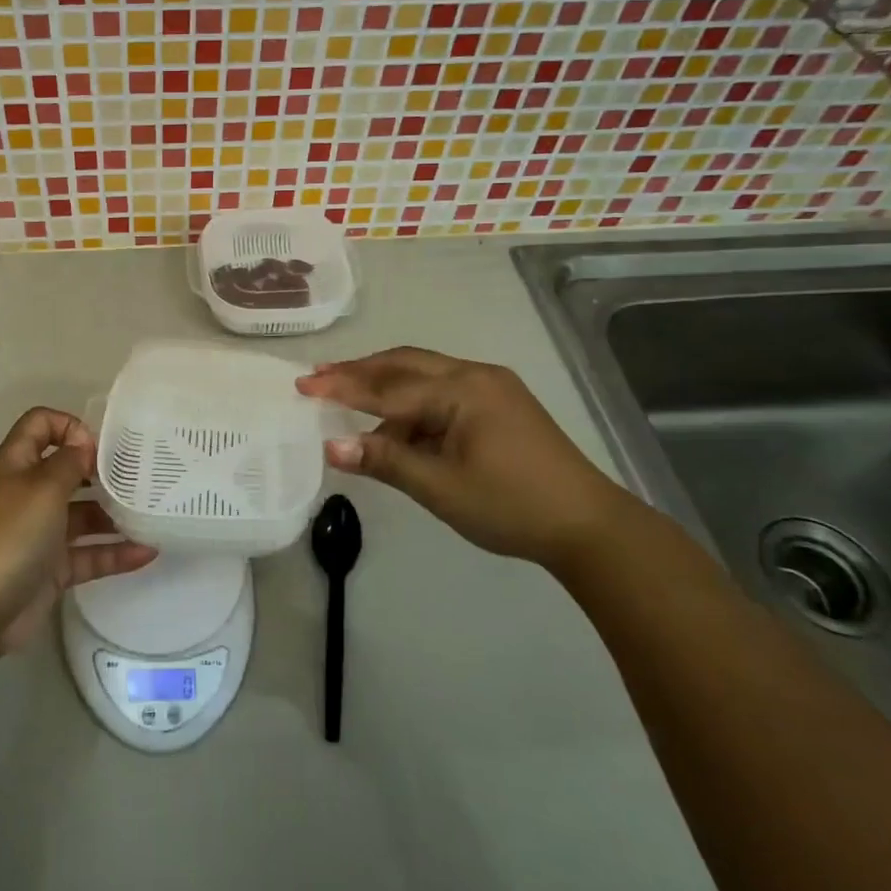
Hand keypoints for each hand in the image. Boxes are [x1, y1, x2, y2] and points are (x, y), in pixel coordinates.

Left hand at [0, 407, 156, 653]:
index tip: (100, 447)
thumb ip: (69, 462)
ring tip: (152, 514)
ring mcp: (40, 534)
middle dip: (102, 471)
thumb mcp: (42, 487)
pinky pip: (89, 555)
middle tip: (140, 476)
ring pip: (83, 516)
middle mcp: (28, 494)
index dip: (69, 425)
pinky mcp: (52, 570)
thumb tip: (85, 446)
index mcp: (17, 464)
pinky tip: (148, 552)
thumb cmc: (7, 534)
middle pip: (68, 470)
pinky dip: (116, 553)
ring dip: (115, 515)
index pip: (40, 425)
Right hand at [296, 347, 629, 567]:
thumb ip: (386, 460)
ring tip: (347, 399)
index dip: (342, 387)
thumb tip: (331, 445)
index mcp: (463, 389)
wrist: (589, 526)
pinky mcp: (500, 403)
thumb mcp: (441, 487)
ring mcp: (491, 387)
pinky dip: (412, 402)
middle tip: (318, 376)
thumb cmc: (511, 506)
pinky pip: (442, 390)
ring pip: (424, 374)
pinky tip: (395, 424)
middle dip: (360, 371)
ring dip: (385, 385)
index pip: (388, 386)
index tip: (302, 384)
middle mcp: (475, 375)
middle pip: (405, 364)